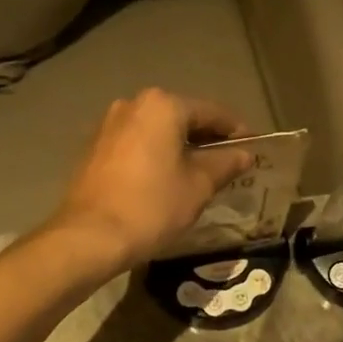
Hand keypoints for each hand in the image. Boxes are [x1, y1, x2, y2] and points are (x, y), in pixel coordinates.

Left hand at [50, 90, 253, 270]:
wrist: (89, 236)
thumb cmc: (152, 206)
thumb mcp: (198, 186)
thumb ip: (225, 164)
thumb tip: (245, 154)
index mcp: (163, 106)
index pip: (211, 112)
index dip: (236, 130)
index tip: (253, 148)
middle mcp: (133, 105)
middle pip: (181, 117)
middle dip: (206, 138)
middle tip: (229, 162)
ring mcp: (109, 125)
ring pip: (157, 130)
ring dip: (179, 146)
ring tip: (200, 172)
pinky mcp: (94, 147)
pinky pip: (136, 143)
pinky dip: (155, 154)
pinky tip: (166, 177)